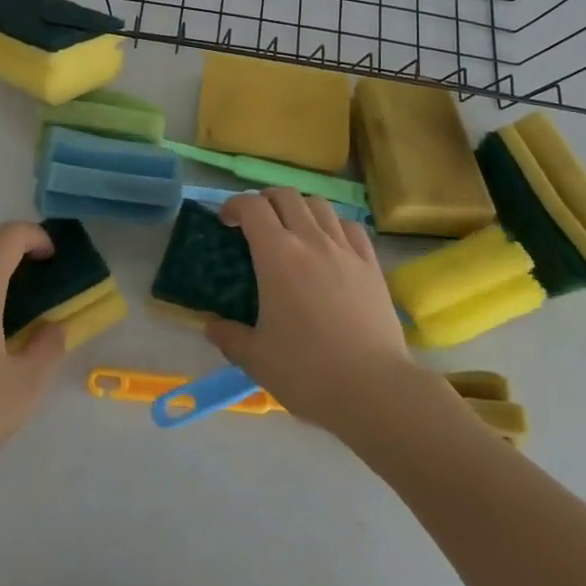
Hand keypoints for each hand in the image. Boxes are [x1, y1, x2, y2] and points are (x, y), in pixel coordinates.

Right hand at [210, 189, 429, 434]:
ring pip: (319, 205)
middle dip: (265, 201)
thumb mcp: (256, 358)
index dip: (233, 206)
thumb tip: (211, 326)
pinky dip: (333, 225)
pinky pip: (350, 227)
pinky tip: (330, 245)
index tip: (225, 222)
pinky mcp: (371, 265)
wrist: (373, 390)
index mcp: (277, 255)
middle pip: (285, 196)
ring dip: (299, 208)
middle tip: (256, 223)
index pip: (252, 207)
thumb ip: (229, 337)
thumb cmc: (307, 371)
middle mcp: (311, 240)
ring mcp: (345, 249)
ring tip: (293, 230)